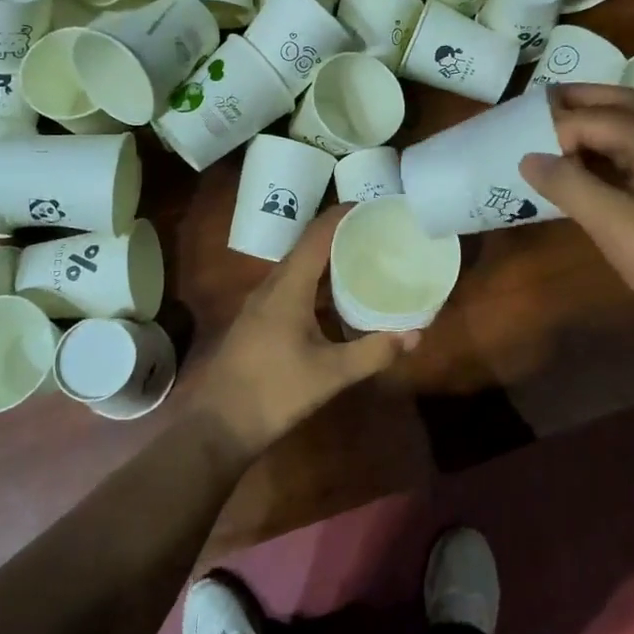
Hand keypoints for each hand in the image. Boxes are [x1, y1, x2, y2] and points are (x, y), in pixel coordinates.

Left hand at [191, 208, 418, 454]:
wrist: (217, 425)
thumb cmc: (273, 392)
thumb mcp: (330, 373)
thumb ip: (373, 352)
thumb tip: (416, 334)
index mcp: (288, 286)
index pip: (317, 234)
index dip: (344, 215)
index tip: (375, 207)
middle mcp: (272, 285)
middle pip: (308, 245)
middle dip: (341, 233)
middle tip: (378, 233)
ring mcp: (262, 303)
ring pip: (299, 266)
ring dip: (328, 257)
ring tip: (364, 258)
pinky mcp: (260, 320)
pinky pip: (293, 285)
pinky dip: (317, 280)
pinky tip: (337, 298)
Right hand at [521, 85, 633, 356]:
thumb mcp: (613, 224)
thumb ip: (569, 185)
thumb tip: (527, 158)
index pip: (597, 118)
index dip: (557, 127)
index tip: (519, 141)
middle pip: (621, 105)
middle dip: (580, 101)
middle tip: (537, 103)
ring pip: (629, 128)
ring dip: (592, 123)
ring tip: (551, 128)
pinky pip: (632, 155)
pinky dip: (603, 151)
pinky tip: (580, 166)